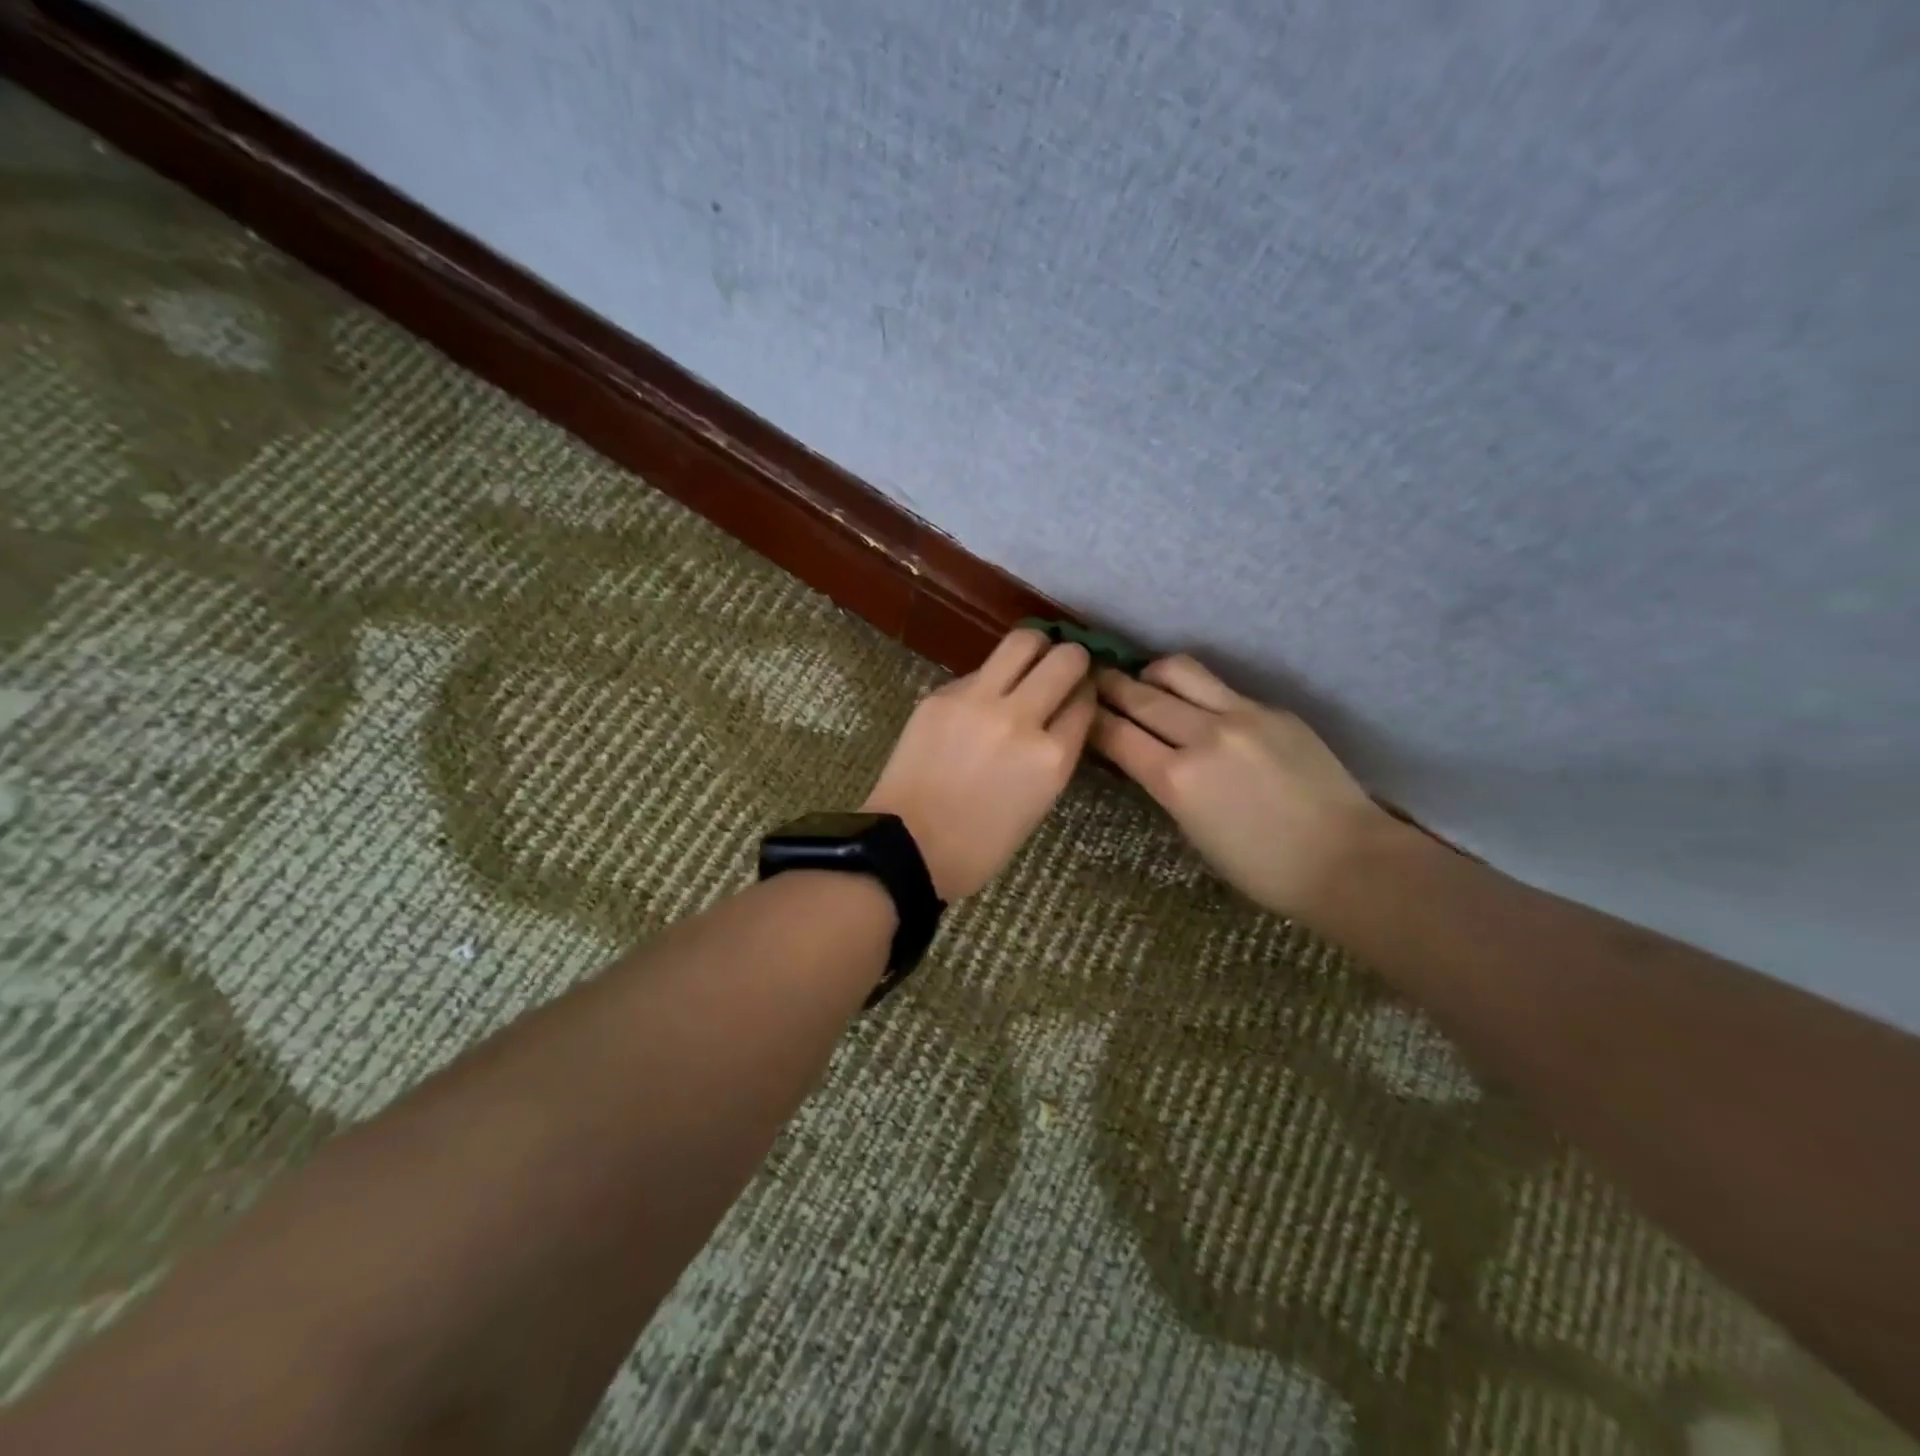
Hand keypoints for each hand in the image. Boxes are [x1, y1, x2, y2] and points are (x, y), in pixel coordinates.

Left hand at [864, 628, 1095, 900]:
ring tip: (1030, 662)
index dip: (1086, 694)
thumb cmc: (979, 845)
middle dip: (1072, 659)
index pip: (1085, 701)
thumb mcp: (1038, 804)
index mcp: (1052, 758)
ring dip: (1036, 648)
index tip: (1079, 694)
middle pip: (1065, 659)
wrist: (907, 847)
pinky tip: (980, 700)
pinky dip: (989, 679)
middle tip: (1062, 668)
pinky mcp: (941, 695)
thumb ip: (1055, 754)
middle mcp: (1021, 719)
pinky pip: (978, 671)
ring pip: (1023, 642)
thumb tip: (1060, 715)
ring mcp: (978, 701)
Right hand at [1092, 655, 1392, 919]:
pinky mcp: (1271, 709)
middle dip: (1109, 686)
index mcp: (1177, 780)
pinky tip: (1194, 704)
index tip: (1077, 711)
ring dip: (1150, 674)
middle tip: (1092, 680)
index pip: (1117, 735)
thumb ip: (1164, 785)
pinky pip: (1219, 687)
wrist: (1345, 859)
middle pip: (1140, 696)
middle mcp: (1203, 736)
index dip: (1091, 720)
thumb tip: (1142, 757)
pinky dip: (1193, 690)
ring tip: (1144, 682)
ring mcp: (1241, 715)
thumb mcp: (1193, 833)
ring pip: (1179, 672)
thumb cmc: (1261, 868)